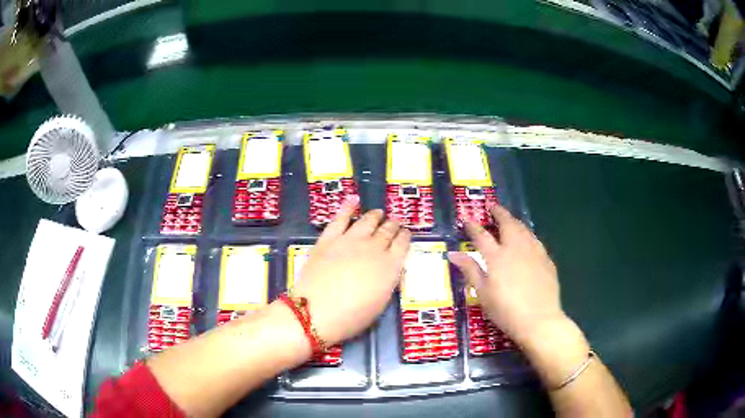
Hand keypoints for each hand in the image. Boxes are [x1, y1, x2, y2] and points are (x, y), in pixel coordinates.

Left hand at [292, 197, 410, 345]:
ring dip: (375, 216)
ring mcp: (350, 240)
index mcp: (390, 266)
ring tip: (378, 213)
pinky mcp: (329, 238)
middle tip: (394, 222)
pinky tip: (354, 200)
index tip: (406, 233)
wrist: (316, 311)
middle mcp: (374, 248)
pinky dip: (348, 207)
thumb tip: (389, 269)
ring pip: (367, 221)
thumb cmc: (352, 316)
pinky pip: (340, 218)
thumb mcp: (380, 303)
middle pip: (387, 230)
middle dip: (393, 225)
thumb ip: (387, 281)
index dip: (405, 236)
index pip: (403, 244)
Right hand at [448, 204, 565, 347]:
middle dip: (499, 213)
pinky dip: (527, 234)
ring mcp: (534, 252)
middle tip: (493, 207)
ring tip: (509, 219)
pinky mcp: (546, 260)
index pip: (482, 235)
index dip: (473, 226)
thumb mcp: (483, 293)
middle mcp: (516, 248)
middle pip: (507, 224)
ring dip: (514, 221)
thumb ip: (470, 270)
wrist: (539, 320)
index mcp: (497, 257)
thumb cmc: (506, 310)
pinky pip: (535, 240)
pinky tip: (527, 239)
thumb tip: (453, 254)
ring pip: (524, 229)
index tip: (466, 218)